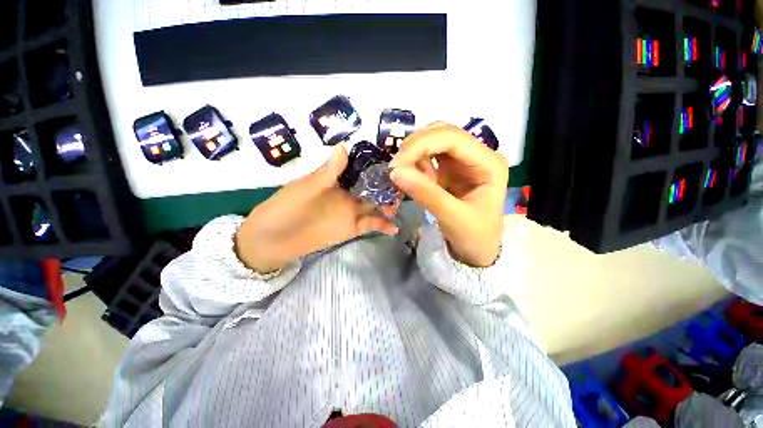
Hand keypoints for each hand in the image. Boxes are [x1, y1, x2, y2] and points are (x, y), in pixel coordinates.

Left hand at [235, 146, 398, 272]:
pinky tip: (394, 228)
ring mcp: (352, 211)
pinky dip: (382, 225)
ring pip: (376, 205)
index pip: (361, 168)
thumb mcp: (305, 188)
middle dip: (389, 186)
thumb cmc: (285, 208)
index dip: (377, 164)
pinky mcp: (352, 228)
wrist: (274, 240)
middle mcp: (348, 193)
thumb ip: (327, 172)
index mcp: (337, 179)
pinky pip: (370, 225)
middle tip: (405, 186)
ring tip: (399, 205)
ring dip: (389, 204)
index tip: (395, 161)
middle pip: (373, 187)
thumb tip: (344, 145)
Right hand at [390, 122, 507, 266]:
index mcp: (488, 163)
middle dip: (415, 146)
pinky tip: (411, 178)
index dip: (421, 145)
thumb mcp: (452, 217)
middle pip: (441, 133)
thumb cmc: (474, 236)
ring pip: (432, 142)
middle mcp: (476, 155)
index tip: (397, 164)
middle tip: (395, 167)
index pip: (452, 138)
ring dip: (413, 154)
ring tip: (402, 175)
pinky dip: (414, 164)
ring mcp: (461, 161)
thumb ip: (426, 194)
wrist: (477, 251)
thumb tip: (395, 172)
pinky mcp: (448, 170)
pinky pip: (427, 157)